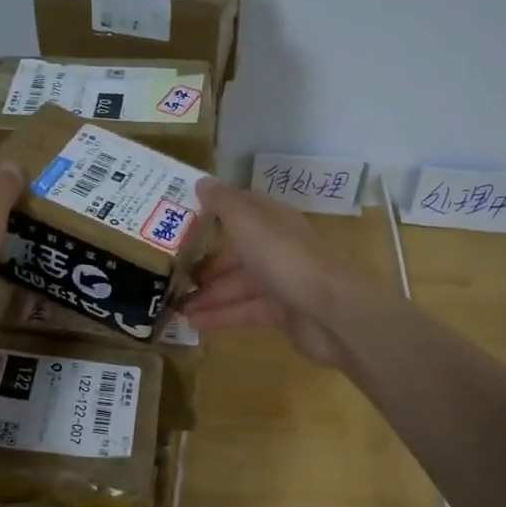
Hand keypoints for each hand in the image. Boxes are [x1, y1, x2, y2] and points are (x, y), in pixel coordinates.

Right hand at [182, 178, 379, 365]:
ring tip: (174, 307)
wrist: (333, 312)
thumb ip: (223, 203)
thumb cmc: (287, 259)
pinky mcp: (283, 313)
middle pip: (236, 252)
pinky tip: (194, 324)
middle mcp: (277, 247)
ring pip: (237, 285)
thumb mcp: (249, 223)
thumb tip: (202, 182)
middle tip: (172, 275)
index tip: (179, 221)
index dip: (212, 212)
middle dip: (205, 263)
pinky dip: (221, 316)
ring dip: (207, 295)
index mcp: (273, 220)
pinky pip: (244, 311)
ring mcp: (282, 281)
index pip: (240, 209)